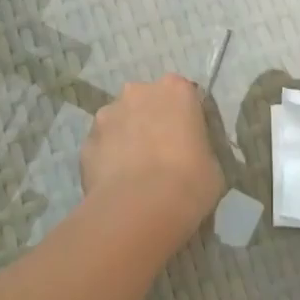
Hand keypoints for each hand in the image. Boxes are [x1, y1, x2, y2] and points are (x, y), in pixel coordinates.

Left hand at [83, 75, 223, 245]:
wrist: (140, 210)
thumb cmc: (189, 182)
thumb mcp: (213, 165)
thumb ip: (201, 149)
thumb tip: (194, 158)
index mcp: (176, 89)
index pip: (184, 95)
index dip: (185, 118)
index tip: (188, 140)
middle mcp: (139, 91)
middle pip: (147, 101)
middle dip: (151, 120)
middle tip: (161, 153)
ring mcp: (108, 114)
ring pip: (120, 121)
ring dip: (126, 136)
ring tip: (134, 172)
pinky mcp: (86, 141)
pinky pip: (102, 146)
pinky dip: (107, 159)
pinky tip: (116, 184)